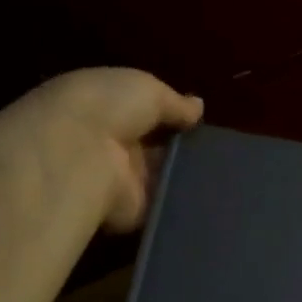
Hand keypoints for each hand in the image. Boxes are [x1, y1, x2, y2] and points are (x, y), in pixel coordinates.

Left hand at [0, 68, 203, 232]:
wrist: (78, 157)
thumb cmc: (108, 108)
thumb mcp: (148, 89)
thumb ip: (176, 103)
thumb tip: (198, 107)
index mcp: (107, 107)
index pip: (146, 112)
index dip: (173, 115)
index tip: (201, 121)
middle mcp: (112, 144)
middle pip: (156, 146)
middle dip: (184, 146)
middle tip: (220, 148)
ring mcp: (122, 180)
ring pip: (164, 176)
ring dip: (188, 173)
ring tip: (223, 171)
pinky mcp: (132, 212)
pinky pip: (165, 205)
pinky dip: (186, 202)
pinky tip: (214, 195)